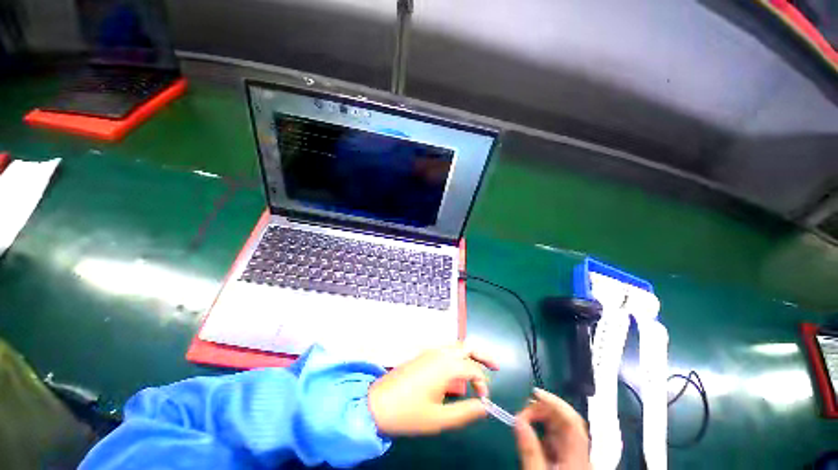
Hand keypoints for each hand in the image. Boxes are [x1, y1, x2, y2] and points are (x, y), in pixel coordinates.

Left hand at [368, 343, 497, 435]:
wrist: (377, 403)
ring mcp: (430, 352)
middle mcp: (439, 353)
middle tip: (495, 367)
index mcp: (445, 366)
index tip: (484, 400)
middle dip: (482, 355)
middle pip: (467, 346)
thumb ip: (465, 412)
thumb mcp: (439, 419)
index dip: (483, 383)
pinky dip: (457, 356)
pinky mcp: (423, 355)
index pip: (473, 369)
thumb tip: (484, 407)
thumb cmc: (408, 413)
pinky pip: (445, 350)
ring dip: (469, 355)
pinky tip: (456, 371)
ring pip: (456, 346)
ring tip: (476, 370)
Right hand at [514, 388, 590, 469]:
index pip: (572, 422)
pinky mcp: (570, 462)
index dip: (555, 403)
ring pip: (563, 430)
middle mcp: (580, 455)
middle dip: (545, 411)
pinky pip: (559, 440)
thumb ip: (529, 450)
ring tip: (525, 420)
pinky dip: (545, 433)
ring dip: (544, 420)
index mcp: (577, 459)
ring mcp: (576, 458)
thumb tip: (518, 420)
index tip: (534, 393)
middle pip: (567, 422)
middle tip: (523, 412)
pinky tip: (534, 436)